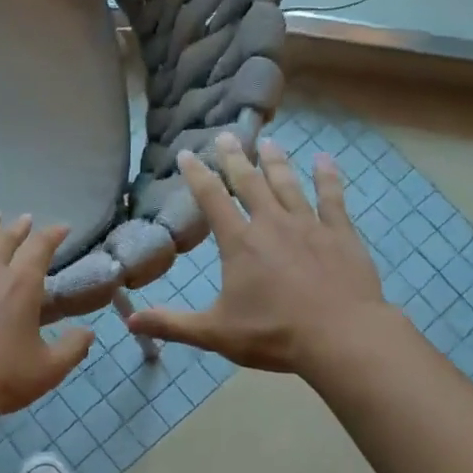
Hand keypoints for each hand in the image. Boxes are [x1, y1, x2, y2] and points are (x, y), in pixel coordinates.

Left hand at [0, 210, 94, 423]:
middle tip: (25, 219)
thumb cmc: (0, 379)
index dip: (52, 234)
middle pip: (5, 241)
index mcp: (21, 286)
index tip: (62, 227)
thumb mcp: (48, 369)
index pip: (40, 249)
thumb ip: (72, 348)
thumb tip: (88, 332)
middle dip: (18, 228)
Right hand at [124, 133, 396, 375]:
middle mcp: (271, 223)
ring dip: (275, 162)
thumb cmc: (274, 334)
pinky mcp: (341, 234)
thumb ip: (173, 324)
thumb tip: (130, 321)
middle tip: (226, 136)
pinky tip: (324, 161)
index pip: (212, 198)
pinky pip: (332, 198)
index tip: (187, 153)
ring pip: (288, 184)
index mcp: (239, 242)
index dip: (197, 174)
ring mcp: (309, 225)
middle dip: (234, 158)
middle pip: (249, 182)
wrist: (341, 337)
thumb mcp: (216, 333)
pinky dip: (327, 177)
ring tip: (268, 142)